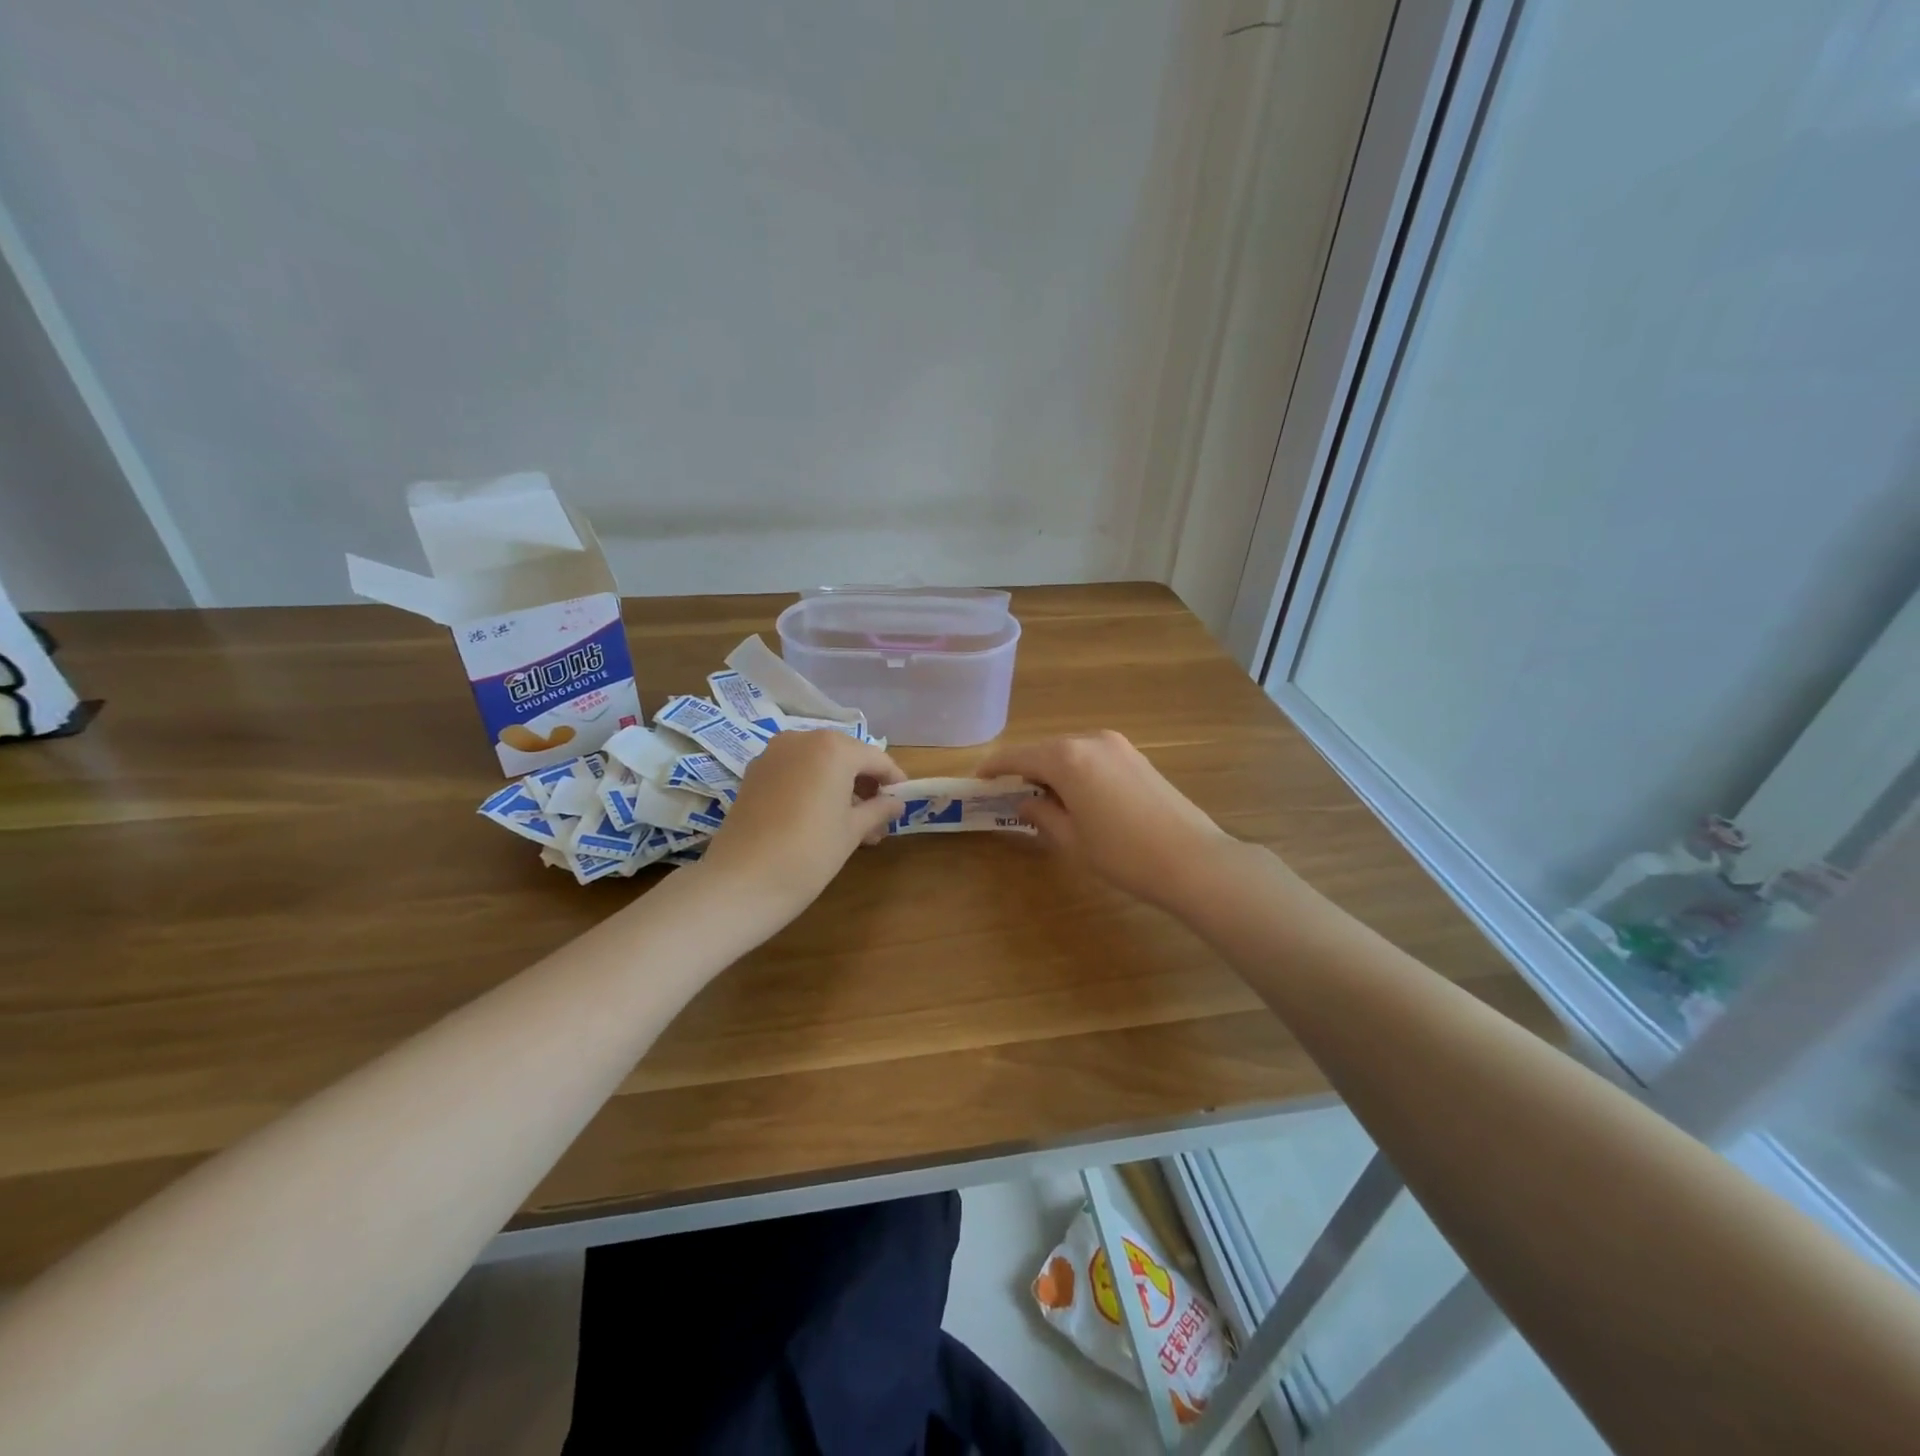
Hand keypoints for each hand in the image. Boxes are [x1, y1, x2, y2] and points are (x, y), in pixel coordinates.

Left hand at [697, 729, 905, 917]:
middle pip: (845, 756)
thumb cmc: (810, 852)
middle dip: (864, 784)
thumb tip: (896, 803)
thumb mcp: (853, 831)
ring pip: (818, 763)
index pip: (876, 758)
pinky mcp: (754, 772)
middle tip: (877, 819)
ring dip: (839, 786)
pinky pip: (795, 771)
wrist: (742, 881)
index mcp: (833, 748)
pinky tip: (819, 818)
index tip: (903, 802)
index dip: (893, 780)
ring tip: (851, 825)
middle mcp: (802, 739)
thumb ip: (879, 810)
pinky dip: (812, 787)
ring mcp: (773, 753)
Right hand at [978, 731, 1231, 909]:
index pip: (1018, 756)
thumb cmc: (1123, 854)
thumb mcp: (1072, 839)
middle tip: (1009, 794)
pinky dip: (1076, 770)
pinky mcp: (1137, 757)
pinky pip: (1093, 756)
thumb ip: (1041, 815)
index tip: (978, 780)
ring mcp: (1118, 746)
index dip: (995, 768)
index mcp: (1067, 758)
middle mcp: (1091, 740)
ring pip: (1070, 752)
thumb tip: (1024, 803)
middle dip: (1025, 769)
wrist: (1193, 860)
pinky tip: (1077, 797)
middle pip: (1045, 750)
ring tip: (1043, 799)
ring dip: (1052, 770)